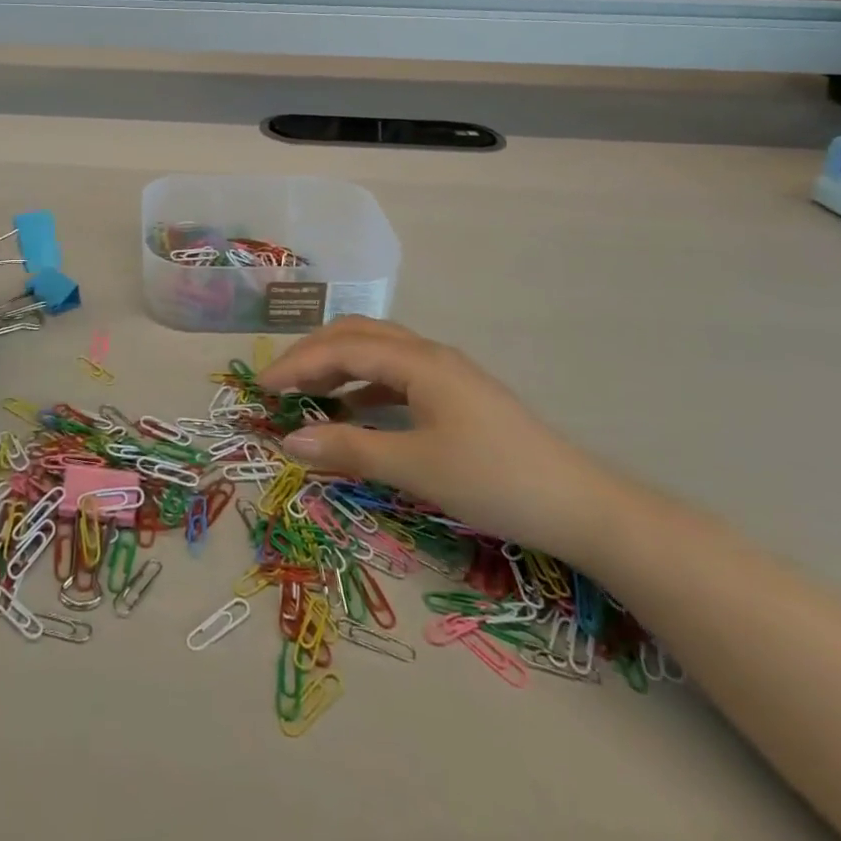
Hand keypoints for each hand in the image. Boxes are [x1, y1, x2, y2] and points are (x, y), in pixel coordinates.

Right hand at [259, 317, 617, 560]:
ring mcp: (444, 372)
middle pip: (356, 336)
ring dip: (337, 366)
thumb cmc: (494, 480)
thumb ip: (350, 449)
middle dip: (312, 355)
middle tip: (278, 385)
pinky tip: (352, 410)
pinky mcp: (455, 394)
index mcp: (418, 360)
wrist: (579, 505)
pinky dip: (363, 385)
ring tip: (306, 394)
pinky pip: (395, 374)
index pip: (341, 348)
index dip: (296, 365)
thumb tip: (289, 441)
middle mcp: (428, 354)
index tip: (260, 388)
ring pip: (376, 351)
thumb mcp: (416, 467)